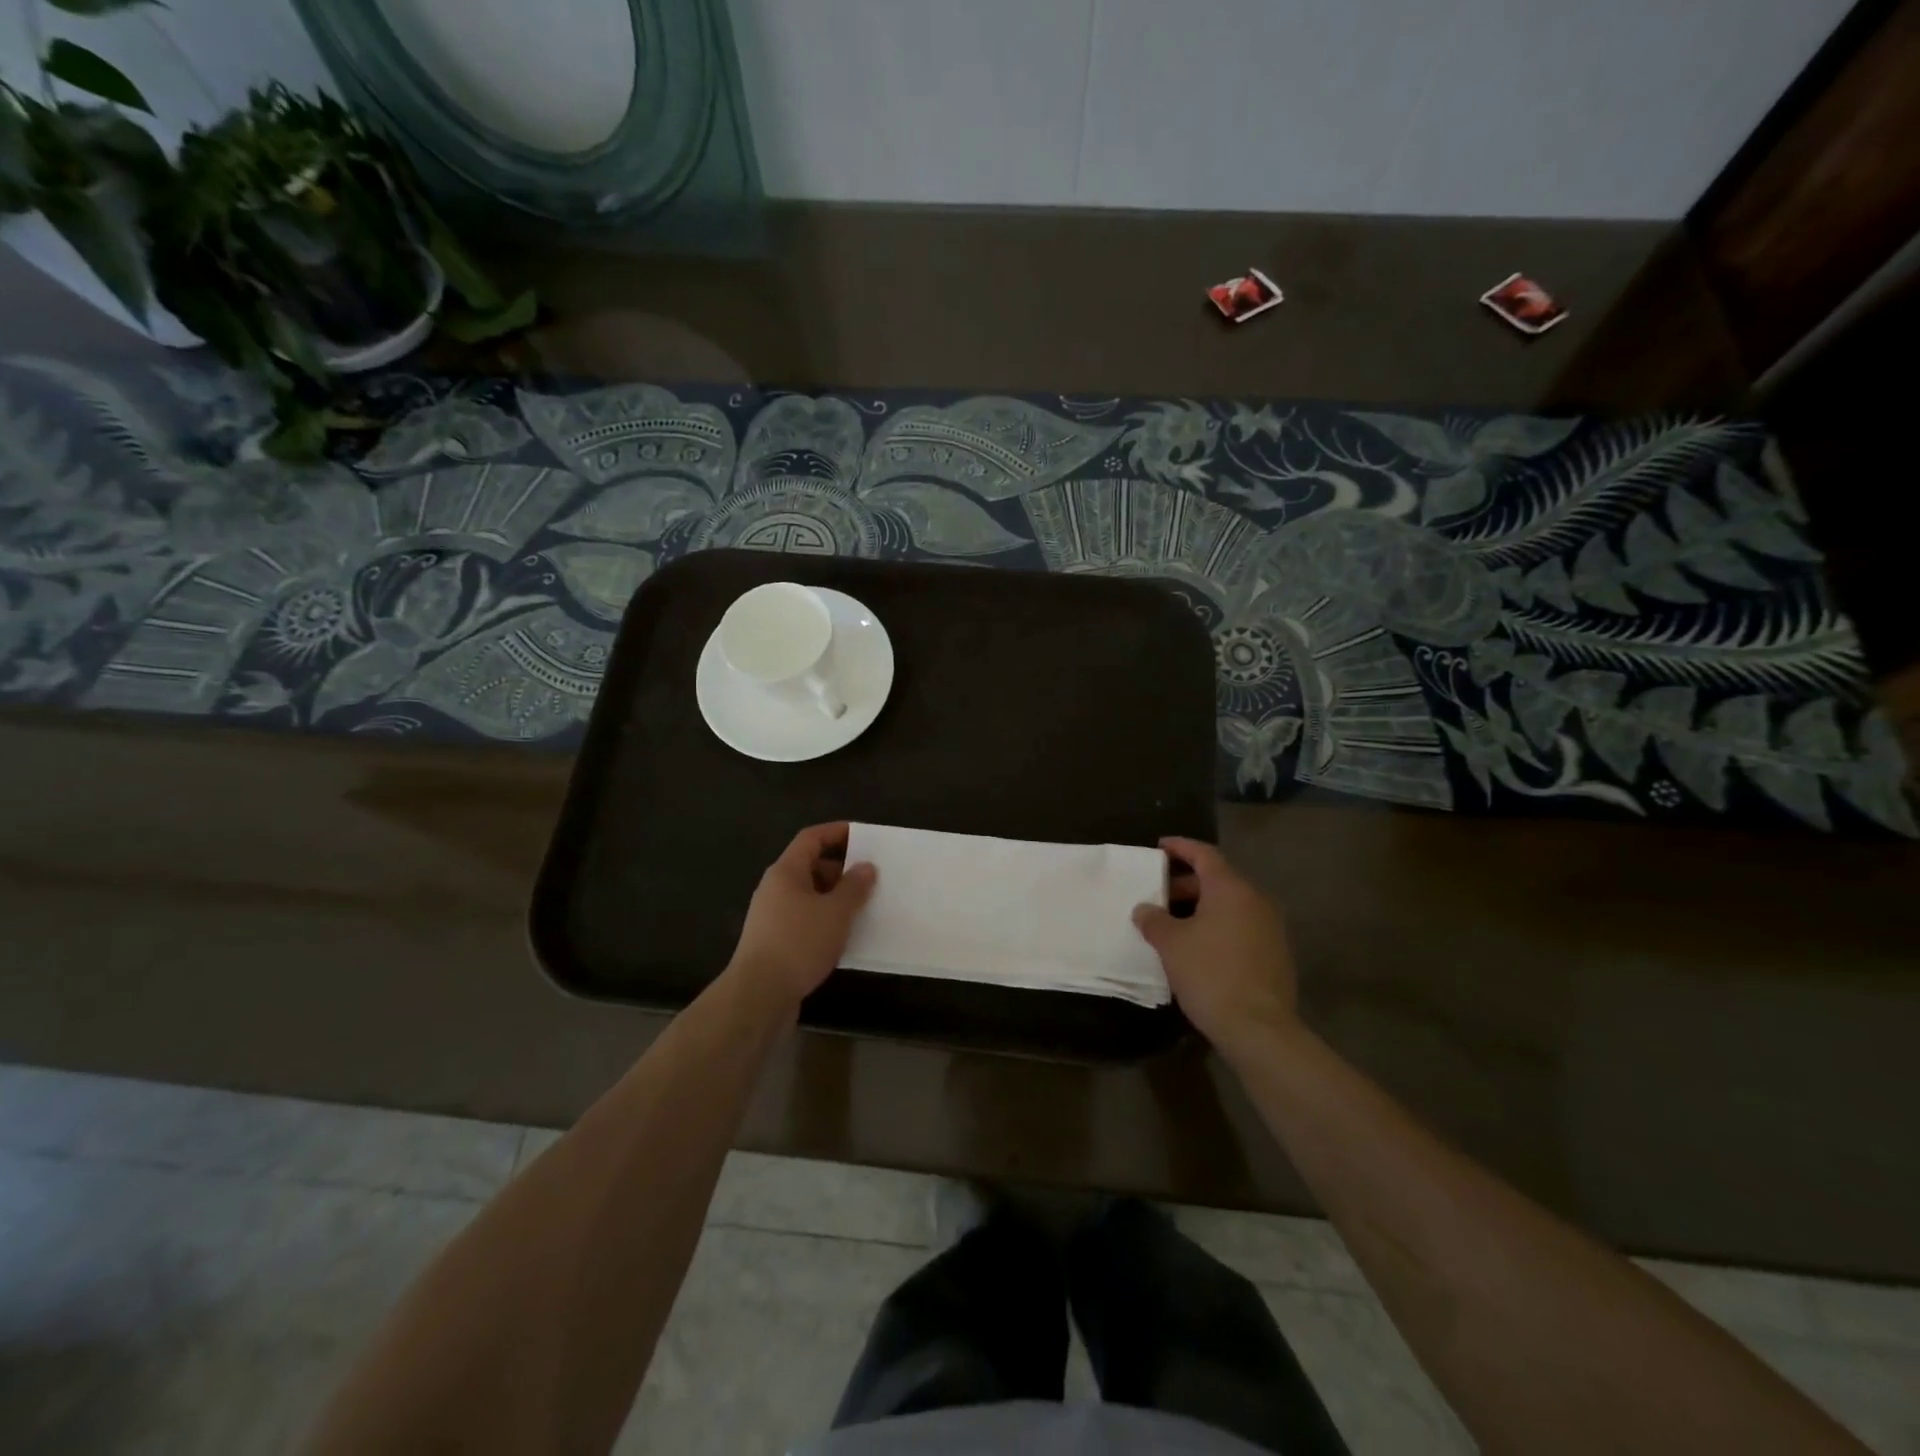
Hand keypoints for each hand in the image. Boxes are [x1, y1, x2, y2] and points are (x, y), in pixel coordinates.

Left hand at [729, 822, 875, 1007]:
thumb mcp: (835, 912)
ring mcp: (772, 916)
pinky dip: (825, 920)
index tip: (864, 836)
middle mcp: (775, 888)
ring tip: (864, 906)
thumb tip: (865, 867)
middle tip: (870, 877)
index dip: (837, 832)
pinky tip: (844, 935)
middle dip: (841, 869)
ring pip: (809, 896)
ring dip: (835, 897)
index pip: (811, 838)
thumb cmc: (799, 943)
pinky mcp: (774, 941)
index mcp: (786, 872)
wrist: (758, 995)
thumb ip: (853, 887)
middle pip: (810, 866)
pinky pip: (805, 919)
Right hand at [1133, 837, 1298, 1062]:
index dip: (1180, 847)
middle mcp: (1256, 900)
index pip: (1204, 854)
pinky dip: (1218, 927)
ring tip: (1173, 923)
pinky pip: (1241, 927)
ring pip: (1230, 905)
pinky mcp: (1276, 954)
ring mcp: (1270, 928)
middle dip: (1186, 883)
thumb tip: (1145, 909)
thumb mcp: (1171, 944)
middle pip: (1218, 880)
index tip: (1159, 847)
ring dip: (1201, 908)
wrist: (1259, 1028)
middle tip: (1158, 894)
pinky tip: (1198, 947)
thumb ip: (1154, 919)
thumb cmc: (1210, 974)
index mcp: (1231, 889)